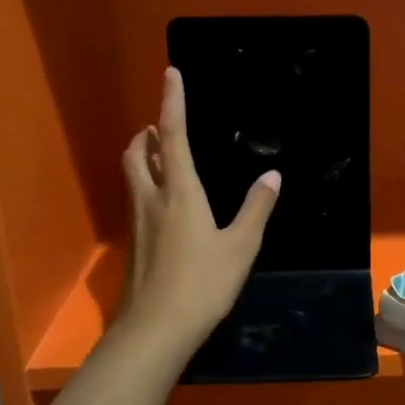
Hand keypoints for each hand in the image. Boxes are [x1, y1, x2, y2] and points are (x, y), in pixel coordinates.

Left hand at [117, 68, 280, 356]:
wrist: (155, 330)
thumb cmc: (203, 283)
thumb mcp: (241, 246)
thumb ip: (256, 208)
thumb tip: (272, 175)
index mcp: (180, 192)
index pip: (172, 136)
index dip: (172, 102)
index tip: (170, 73)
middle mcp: (152, 200)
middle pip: (139, 153)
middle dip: (147, 133)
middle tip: (159, 126)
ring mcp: (138, 224)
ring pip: (133, 177)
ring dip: (142, 157)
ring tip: (159, 156)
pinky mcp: (134, 246)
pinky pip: (137, 201)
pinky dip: (146, 187)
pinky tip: (162, 206)